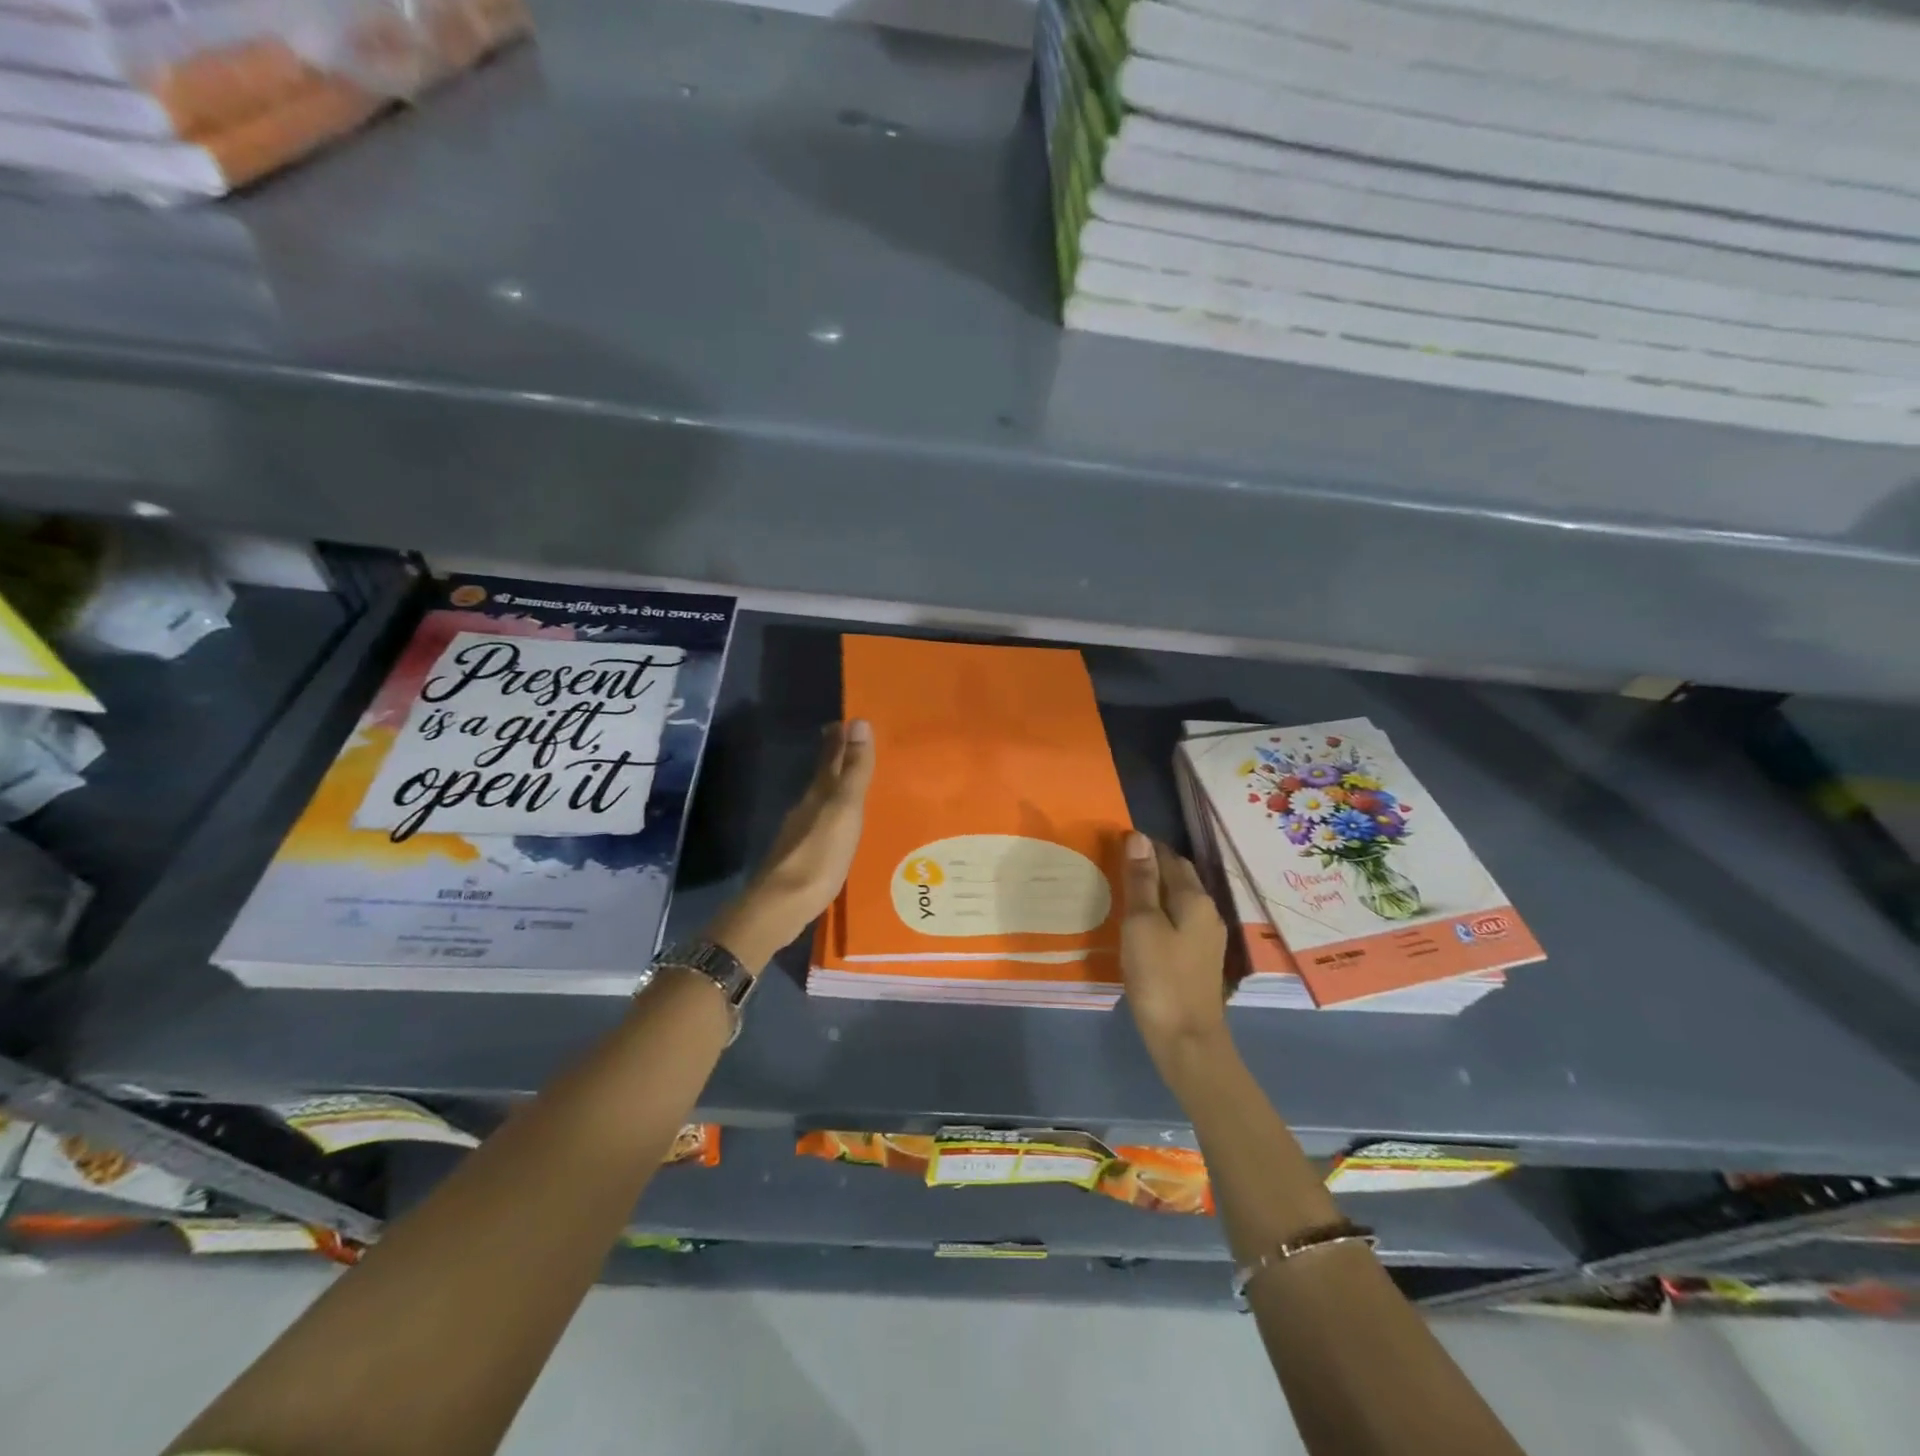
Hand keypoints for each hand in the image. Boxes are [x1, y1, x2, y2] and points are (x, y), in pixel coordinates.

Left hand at [704, 720, 875, 971]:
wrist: (781, 906)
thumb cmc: (819, 856)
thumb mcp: (844, 810)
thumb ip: (854, 771)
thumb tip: (858, 722)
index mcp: (818, 795)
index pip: (830, 759)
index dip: (838, 740)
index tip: (843, 721)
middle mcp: (806, 809)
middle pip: (822, 778)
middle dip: (833, 760)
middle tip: (842, 741)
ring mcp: (799, 835)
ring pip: (819, 802)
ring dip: (832, 789)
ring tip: (847, 785)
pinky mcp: (800, 859)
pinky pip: (819, 827)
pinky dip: (829, 818)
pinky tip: (836, 828)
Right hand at [1120, 832, 1230, 1067]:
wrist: (1186, 1040)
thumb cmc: (1159, 977)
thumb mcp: (1141, 924)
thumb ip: (1140, 880)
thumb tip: (1138, 837)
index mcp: (1194, 898)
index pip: (1169, 857)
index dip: (1144, 847)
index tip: (1116, 844)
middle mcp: (1207, 912)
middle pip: (1180, 877)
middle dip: (1153, 865)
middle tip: (1117, 865)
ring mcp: (1207, 938)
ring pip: (1180, 900)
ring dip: (1156, 890)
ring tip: (1125, 892)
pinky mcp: (1200, 959)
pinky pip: (1179, 921)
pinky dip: (1161, 913)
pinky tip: (1142, 925)